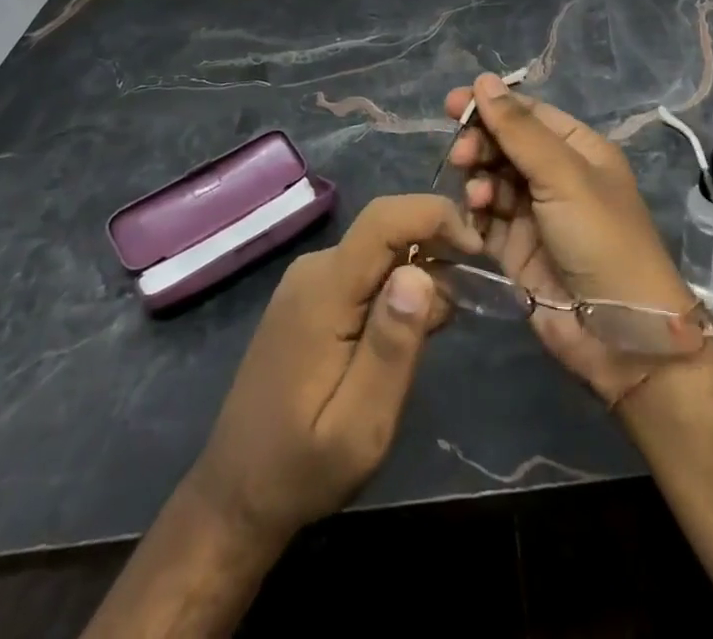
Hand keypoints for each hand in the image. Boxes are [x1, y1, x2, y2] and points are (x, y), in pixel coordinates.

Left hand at [185, 193, 480, 545]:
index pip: (382, 219)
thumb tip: (420, 273)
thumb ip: (391, 347)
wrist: (235, 495)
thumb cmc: (301, 469)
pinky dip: (395, 288)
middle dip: (434, 248)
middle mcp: (313, 271)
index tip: (477, 251)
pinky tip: (408, 332)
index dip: (435, 216)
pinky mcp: (308, 299)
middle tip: (468, 300)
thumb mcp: (360, 426)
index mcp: (323, 291)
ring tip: (440, 326)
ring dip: (418, 272)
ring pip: (378, 251)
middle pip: (385, 230)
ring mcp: (307, 283)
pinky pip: (362, 272)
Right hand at [444, 73, 700, 404]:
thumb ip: (519, 130)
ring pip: (492, 180)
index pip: (529, 115)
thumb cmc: (601, 239)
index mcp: (579, 150)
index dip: (492, 106)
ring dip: (478, 180)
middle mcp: (557, 177)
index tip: (452, 104)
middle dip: (481, 144)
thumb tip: (483, 80)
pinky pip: (487, 219)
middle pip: (506, 146)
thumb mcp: (563, 176)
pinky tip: (474, 215)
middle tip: (462, 155)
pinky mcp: (517, 249)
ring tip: (476, 194)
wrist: (619, 335)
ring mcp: (536, 214)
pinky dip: (476, 213)